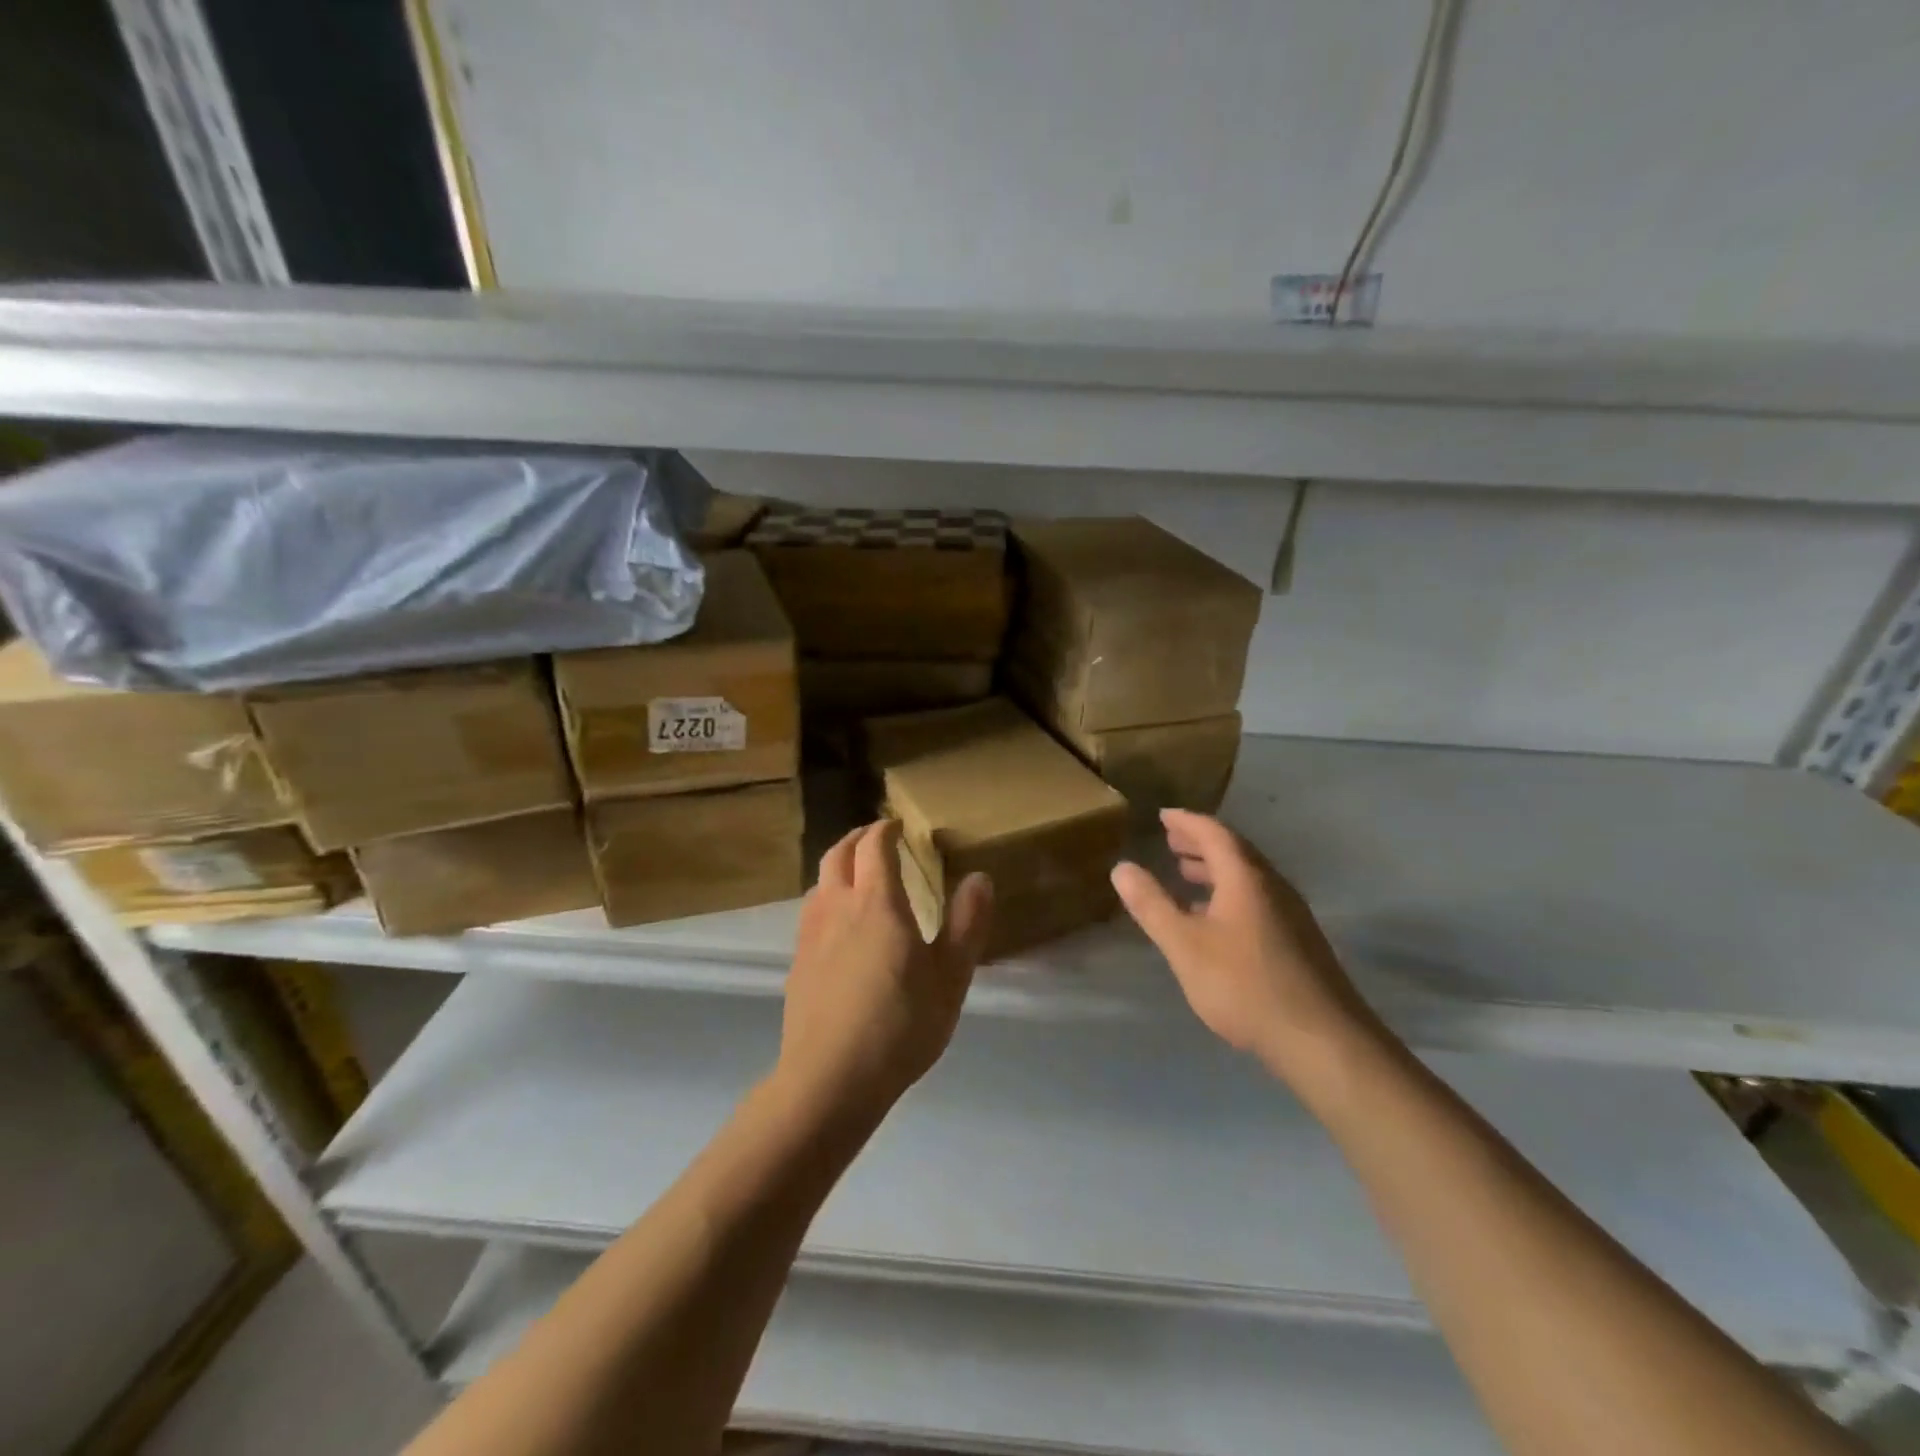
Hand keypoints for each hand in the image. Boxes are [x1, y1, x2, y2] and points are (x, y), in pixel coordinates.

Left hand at [776, 820, 993, 1120]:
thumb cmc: (900, 1023)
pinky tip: (838, 929)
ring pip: (819, 883)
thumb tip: (979, 878)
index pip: (874, 847)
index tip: (898, 825)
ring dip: (837, 868)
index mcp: (877, 903)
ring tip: (856, 878)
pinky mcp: (797, 964)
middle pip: (837, 854)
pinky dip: (826, 901)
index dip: (885, 830)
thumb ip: (966, 924)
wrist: (831, 1078)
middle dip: (856, 838)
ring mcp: (810, 936)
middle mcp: (837, 908)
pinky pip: (810, 915)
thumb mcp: (951, 977)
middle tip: (875, 838)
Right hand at [1111, 810, 1384, 1081]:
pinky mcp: (1299, 942)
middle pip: (1235, 852)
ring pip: (1248, 878)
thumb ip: (1152, 905)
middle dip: (1200, 843)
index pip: (1214, 833)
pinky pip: (1257, 900)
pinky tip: (1215, 921)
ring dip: (1215, 870)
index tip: (1163, 815)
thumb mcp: (1185, 945)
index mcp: (1246, 878)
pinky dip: (1229, 894)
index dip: (1186, 821)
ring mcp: (1291, 915)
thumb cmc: (1245, 985)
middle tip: (1171, 841)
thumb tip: (1121, 867)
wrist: (1322, 1041)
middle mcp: (1273, 887)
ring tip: (1186, 875)